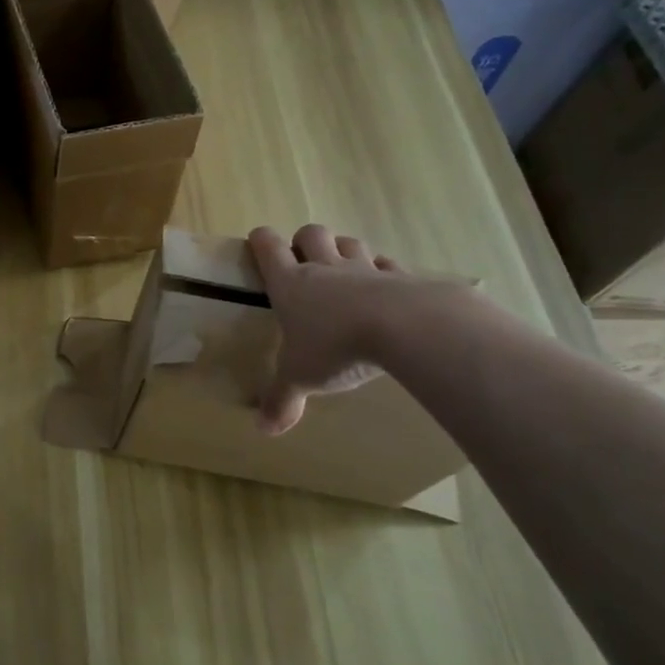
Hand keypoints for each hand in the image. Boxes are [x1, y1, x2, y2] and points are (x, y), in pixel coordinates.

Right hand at [248, 224, 414, 435]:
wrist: (406, 327)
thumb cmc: (336, 347)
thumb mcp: (301, 378)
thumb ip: (282, 399)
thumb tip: (264, 430)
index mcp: (291, 284)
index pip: (268, 247)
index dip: (261, 242)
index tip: (258, 244)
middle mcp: (325, 268)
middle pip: (311, 234)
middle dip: (304, 241)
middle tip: (304, 263)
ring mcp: (365, 269)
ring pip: (349, 243)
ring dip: (343, 250)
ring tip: (343, 272)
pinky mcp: (403, 277)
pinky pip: (388, 265)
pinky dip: (384, 272)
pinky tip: (386, 288)